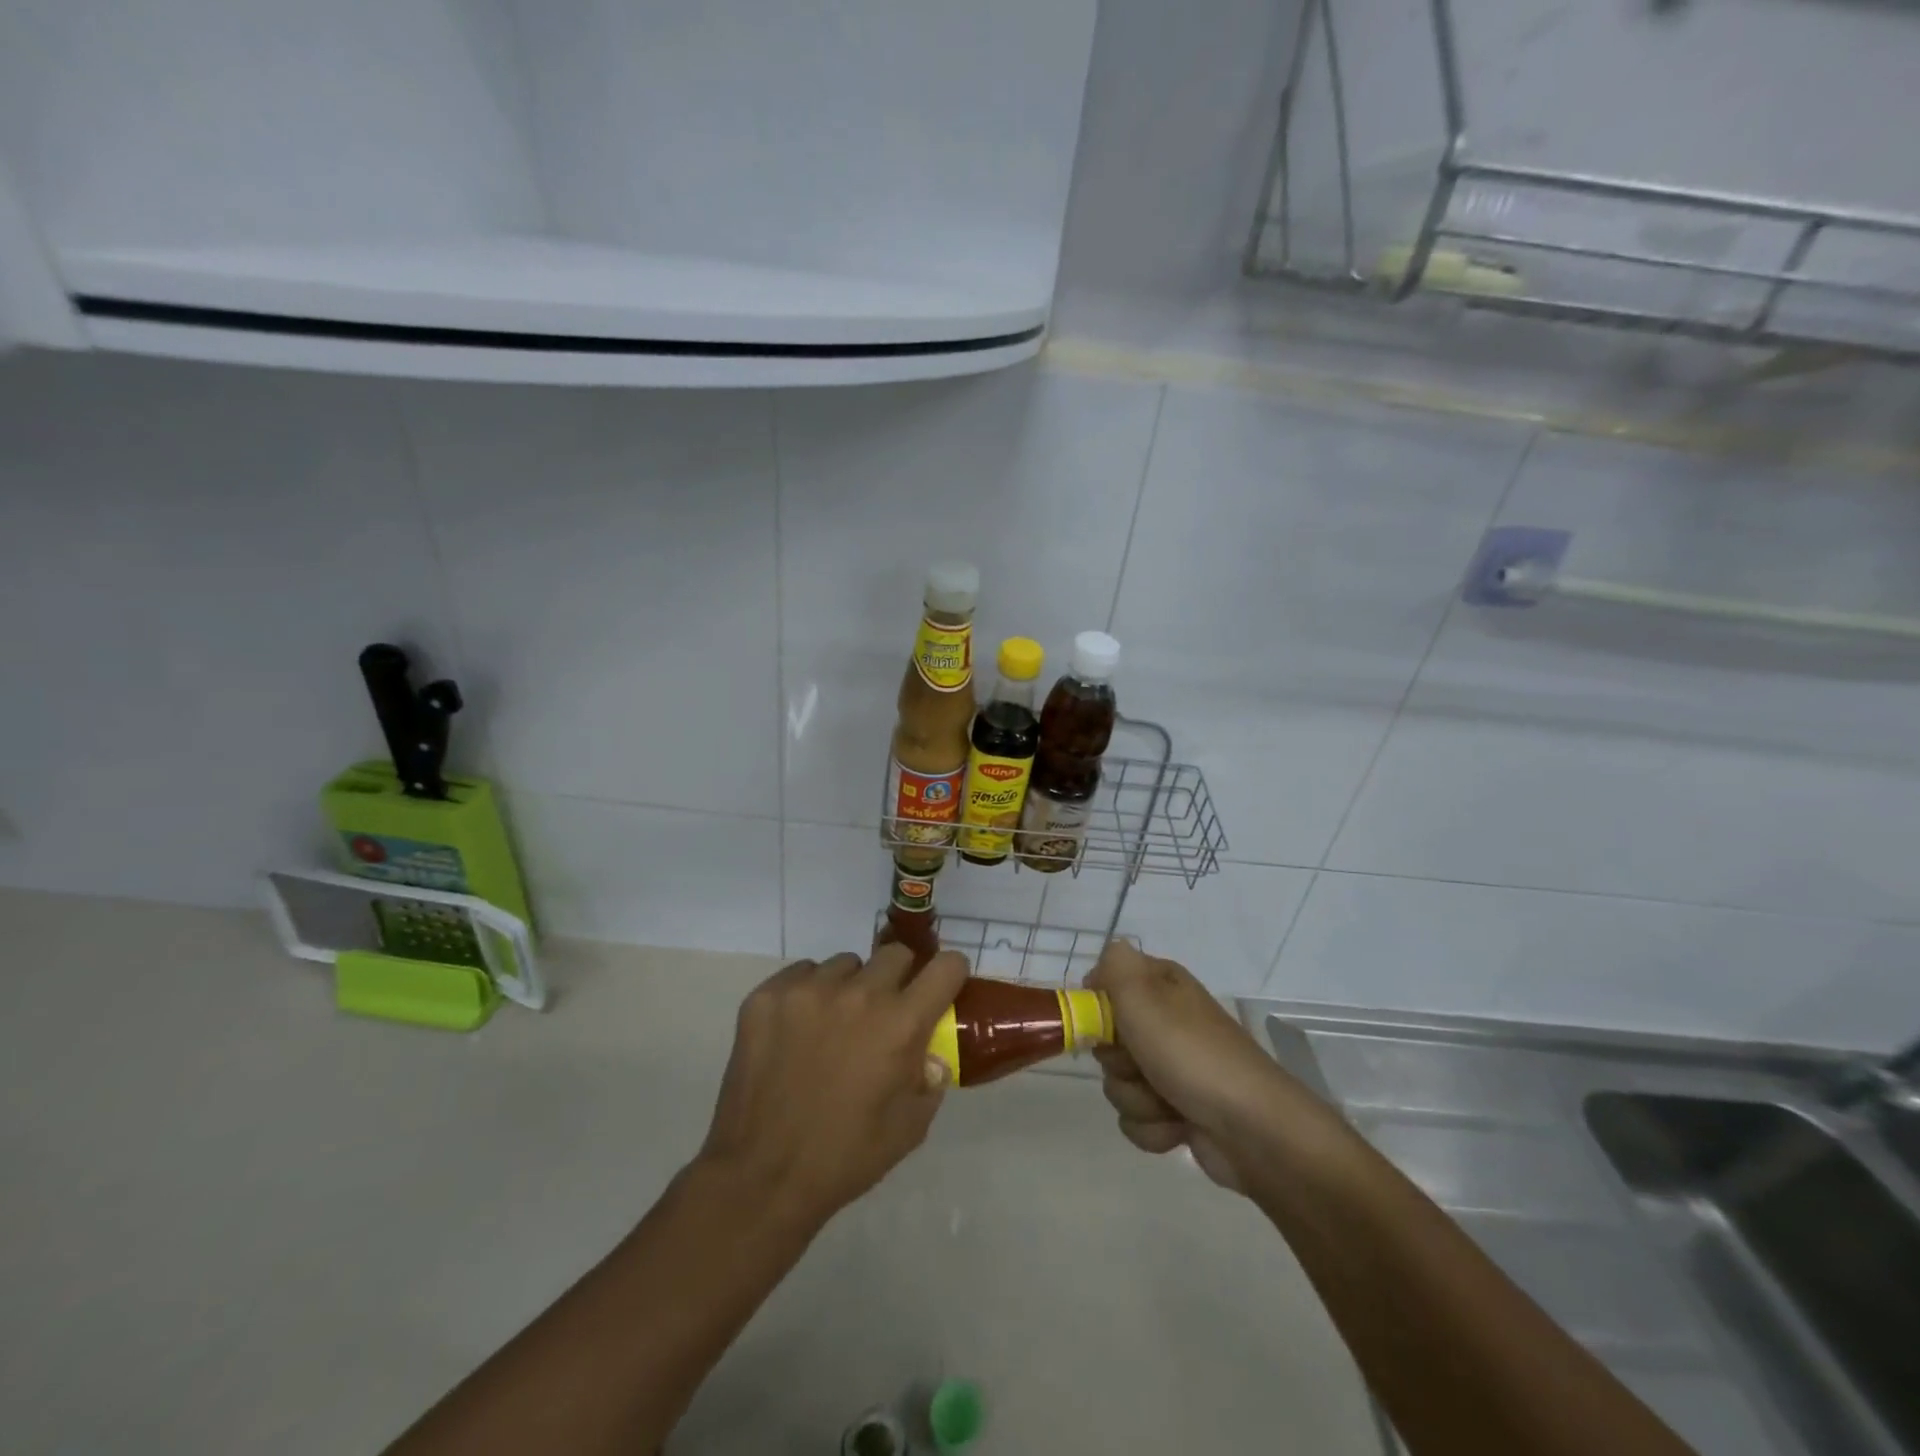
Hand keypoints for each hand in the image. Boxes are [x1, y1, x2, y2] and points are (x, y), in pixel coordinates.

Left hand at [697, 945, 969, 1226]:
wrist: (760, 1177)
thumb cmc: (844, 1157)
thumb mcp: (910, 1128)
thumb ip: (930, 1079)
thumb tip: (931, 1052)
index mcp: (900, 1024)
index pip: (946, 966)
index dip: (949, 975)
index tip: (942, 989)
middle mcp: (859, 994)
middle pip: (895, 954)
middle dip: (899, 978)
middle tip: (884, 1013)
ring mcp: (808, 990)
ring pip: (845, 964)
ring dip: (850, 987)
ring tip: (833, 1026)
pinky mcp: (767, 996)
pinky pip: (802, 974)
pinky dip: (808, 994)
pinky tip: (798, 1031)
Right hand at [1087, 942, 1293, 1191]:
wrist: (1254, 1130)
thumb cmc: (1192, 1054)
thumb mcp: (1144, 996)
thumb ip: (1115, 966)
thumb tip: (1105, 959)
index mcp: (1161, 985)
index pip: (1105, 982)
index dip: (1098, 1005)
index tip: (1102, 1022)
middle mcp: (1164, 1022)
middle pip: (1106, 1038)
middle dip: (1117, 1059)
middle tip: (1140, 1062)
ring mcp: (1172, 1069)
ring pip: (1117, 1082)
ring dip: (1136, 1098)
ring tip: (1167, 1101)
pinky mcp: (1177, 1111)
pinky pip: (1136, 1118)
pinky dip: (1152, 1126)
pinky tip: (1177, 1126)